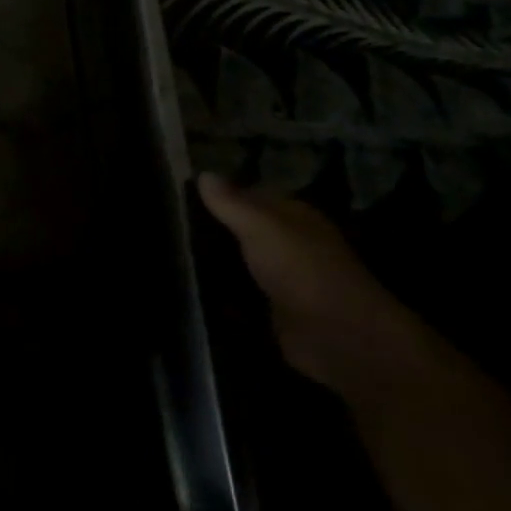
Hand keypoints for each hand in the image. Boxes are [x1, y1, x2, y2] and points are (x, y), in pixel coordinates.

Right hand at [197, 173, 426, 395]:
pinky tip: (193, 284)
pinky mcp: (277, 310)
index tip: (181, 191)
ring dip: (217, 258)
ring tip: (175, 250)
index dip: (222, 192)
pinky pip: (243, 291)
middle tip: (172, 221)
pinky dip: (223, 288)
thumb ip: (231, 202)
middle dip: (215, 226)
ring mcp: (286, 278)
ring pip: (243, 259)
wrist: (338, 336)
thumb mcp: (260, 226)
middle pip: (247, 228)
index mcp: (296, 217)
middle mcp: (293, 244)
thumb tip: (203, 173)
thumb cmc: (301, 269)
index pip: (254, 194)